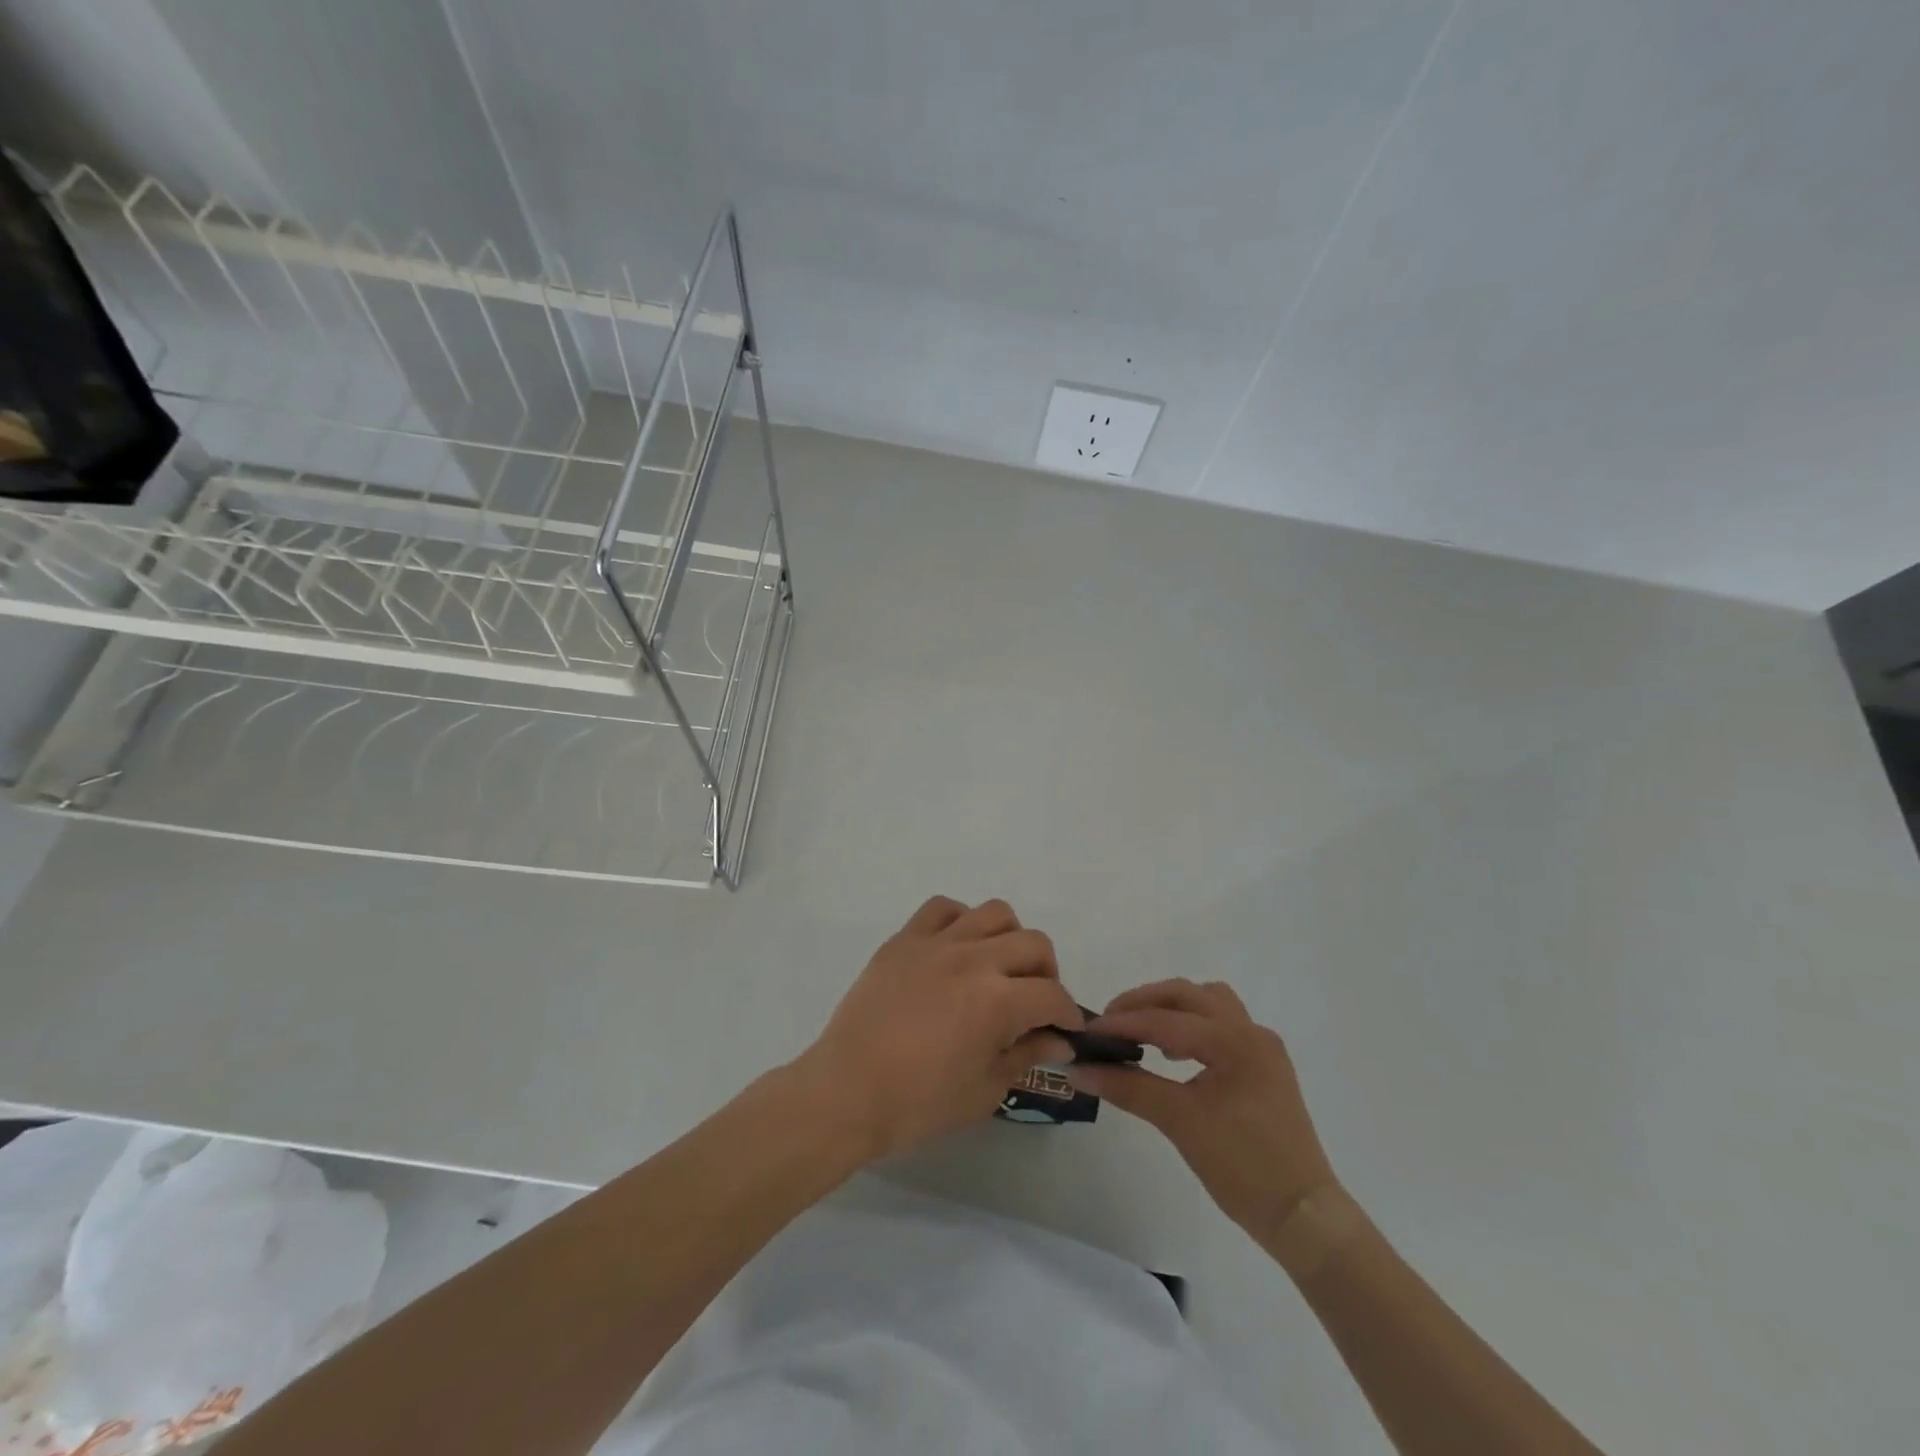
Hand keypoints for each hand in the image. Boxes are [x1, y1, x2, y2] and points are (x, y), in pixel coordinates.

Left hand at [794, 897, 1081, 1160]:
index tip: (1065, 1030)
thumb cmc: (919, 1103)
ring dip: (1009, 939)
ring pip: (994, 913)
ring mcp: (936, 942)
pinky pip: (942, 907)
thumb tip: (1057, 1039)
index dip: (1068, 1014)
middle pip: (1034, 943)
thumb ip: (1026, 1055)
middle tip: (1034, 1002)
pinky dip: (960, 921)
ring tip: (997, 968)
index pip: (1053, 996)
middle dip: (1047, 974)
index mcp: (998, 1001)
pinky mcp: (905, 938)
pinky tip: (956, 949)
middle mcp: (974, 959)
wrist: (847, 1092)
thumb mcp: (985, 1091)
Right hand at [1068, 979, 1337, 1248]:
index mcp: (1233, 1040)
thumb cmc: (1242, 1167)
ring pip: (1208, 1002)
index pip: (1164, 1020)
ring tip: (1142, 1033)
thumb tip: (1079, 1070)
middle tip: (1110, 1024)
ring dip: (1172, 1008)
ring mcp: (1262, 1047)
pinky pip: (1222, 1024)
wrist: (1303, 1217)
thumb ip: (1127, 1088)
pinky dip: (1193, 1025)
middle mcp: (1250, 1031)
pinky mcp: (1265, 1065)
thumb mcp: (1179, 1122)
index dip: (1121, 1024)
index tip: (1086, 1031)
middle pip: (1187, 995)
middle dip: (1144, 1003)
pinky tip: (1175, 1055)